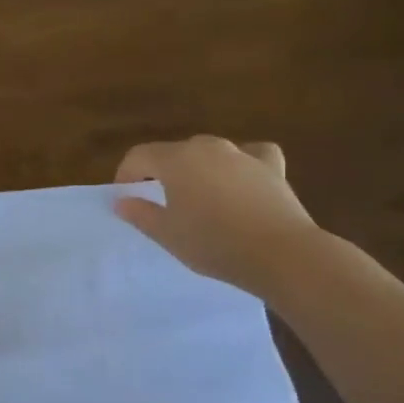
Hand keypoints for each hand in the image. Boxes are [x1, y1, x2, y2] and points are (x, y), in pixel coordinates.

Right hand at [114, 137, 320, 296]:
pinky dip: (241, 162)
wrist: (281, 254)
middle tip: (159, 200)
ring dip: (197, 168)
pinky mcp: (272, 167)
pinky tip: (240, 176)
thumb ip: (140, 213)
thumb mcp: (167, 234)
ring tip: (197, 194)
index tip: (125, 196)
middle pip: (174, 152)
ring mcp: (242, 155)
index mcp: (176, 160)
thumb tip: (122, 200)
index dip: (126, 174)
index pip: (139, 156)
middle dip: (160, 171)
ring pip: (209, 151)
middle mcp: (208, 148)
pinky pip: (251, 155)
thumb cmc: (213, 243)